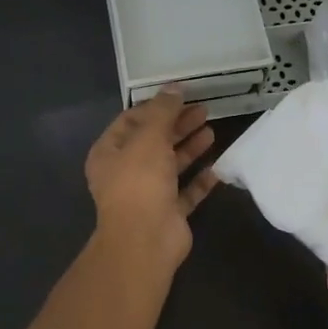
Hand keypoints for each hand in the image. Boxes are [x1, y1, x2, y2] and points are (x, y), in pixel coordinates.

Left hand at [84, 88, 218, 267]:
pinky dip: (200, 179)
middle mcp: (126, 172)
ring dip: (190, 148)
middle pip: (154, 141)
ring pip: (171, 165)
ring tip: (212, 130)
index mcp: (110, 153)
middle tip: (203, 110)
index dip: (155, 107)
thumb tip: (174, 87)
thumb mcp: (149, 138)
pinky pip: (186, 191)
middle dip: (178, 125)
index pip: (131, 121)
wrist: (145, 240)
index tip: (181, 96)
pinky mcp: (169, 212)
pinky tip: (217, 166)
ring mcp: (148, 194)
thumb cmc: (140, 183)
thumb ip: (162, 111)